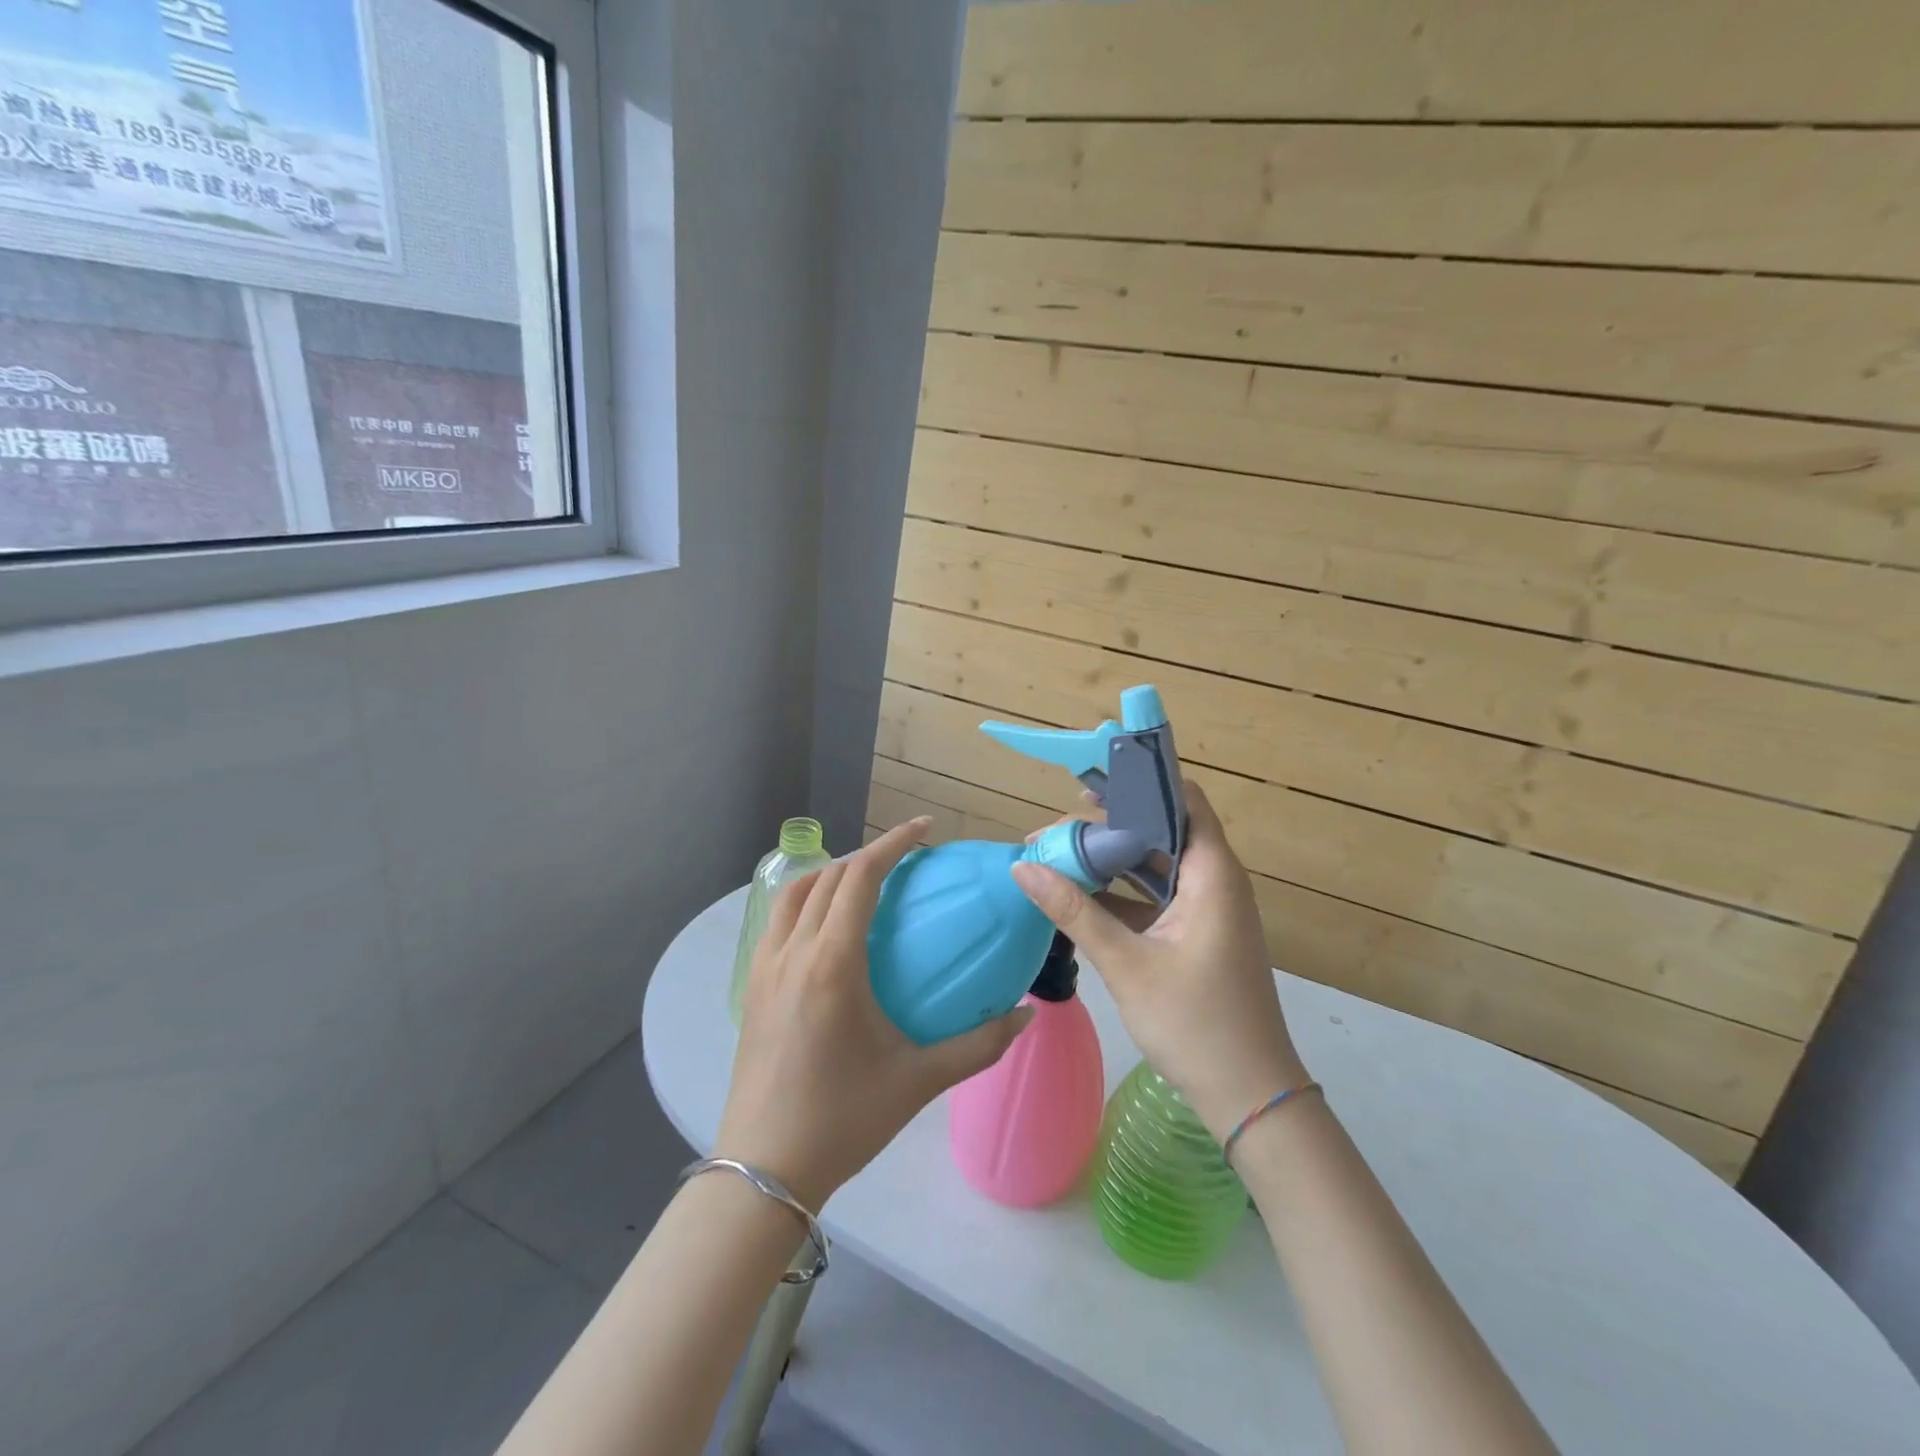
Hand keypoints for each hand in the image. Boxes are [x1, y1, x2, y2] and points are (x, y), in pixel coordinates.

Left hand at [716, 818, 1034, 1210]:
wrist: (763, 1169)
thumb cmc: (844, 1119)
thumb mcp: (919, 1080)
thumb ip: (979, 1044)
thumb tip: (1027, 1015)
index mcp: (832, 963)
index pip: (861, 877)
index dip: (894, 843)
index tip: (925, 829)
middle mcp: (793, 951)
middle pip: (828, 876)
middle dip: (868, 854)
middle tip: (906, 859)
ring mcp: (764, 967)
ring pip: (794, 893)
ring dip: (831, 874)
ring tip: (865, 883)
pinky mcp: (751, 986)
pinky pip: (778, 921)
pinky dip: (806, 901)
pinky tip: (828, 928)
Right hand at [1011, 780, 1306, 1141]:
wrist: (1249, 1097)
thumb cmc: (1195, 1024)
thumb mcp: (1127, 964)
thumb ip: (1074, 912)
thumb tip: (1023, 867)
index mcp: (1213, 875)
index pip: (1184, 801)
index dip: (1140, 784)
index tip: (1089, 783)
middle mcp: (1214, 882)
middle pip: (1162, 830)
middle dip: (1110, 824)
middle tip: (1056, 829)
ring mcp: (1206, 910)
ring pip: (1156, 865)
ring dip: (1112, 859)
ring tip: (1059, 854)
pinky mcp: (1196, 935)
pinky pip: (1156, 896)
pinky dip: (1122, 891)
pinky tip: (1081, 894)